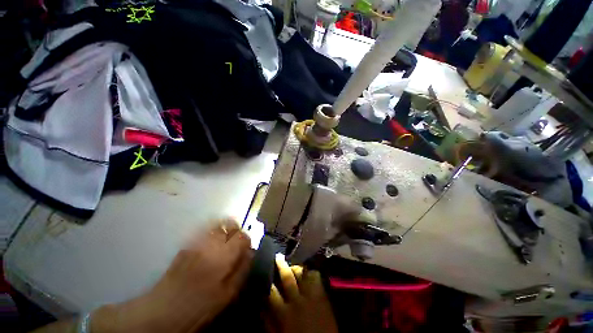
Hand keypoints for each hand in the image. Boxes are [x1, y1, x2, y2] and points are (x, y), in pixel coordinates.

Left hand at [92, 219, 251, 332]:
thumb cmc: (199, 306)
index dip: (247, 240)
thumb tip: (250, 253)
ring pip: (216, 224)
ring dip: (225, 227)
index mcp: (222, 255)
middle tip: (238, 241)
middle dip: (237, 230)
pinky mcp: (186, 244)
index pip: (242, 236)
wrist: (163, 310)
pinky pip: (204, 230)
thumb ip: (242, 270)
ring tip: (227, 238)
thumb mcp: (227, 294)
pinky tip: (212, 242)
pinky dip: (213, 230)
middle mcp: (210, 243)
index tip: (247, 248)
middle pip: (229, 225)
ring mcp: (196, 241)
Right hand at [265, 256, 337, 332]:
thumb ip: (269, 322)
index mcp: (284, 313)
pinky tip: (308, 270)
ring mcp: (311, 295)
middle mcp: (296, 300)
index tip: (265, 273)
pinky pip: (316, 277)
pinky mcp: (322, 294)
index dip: (267, 282)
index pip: (272, 292)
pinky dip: (311, 271)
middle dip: (281, 265)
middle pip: (287, 277)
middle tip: (278, 256)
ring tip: (293, 263)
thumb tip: (261, 307)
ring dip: (296, 267)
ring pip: (302, 273)